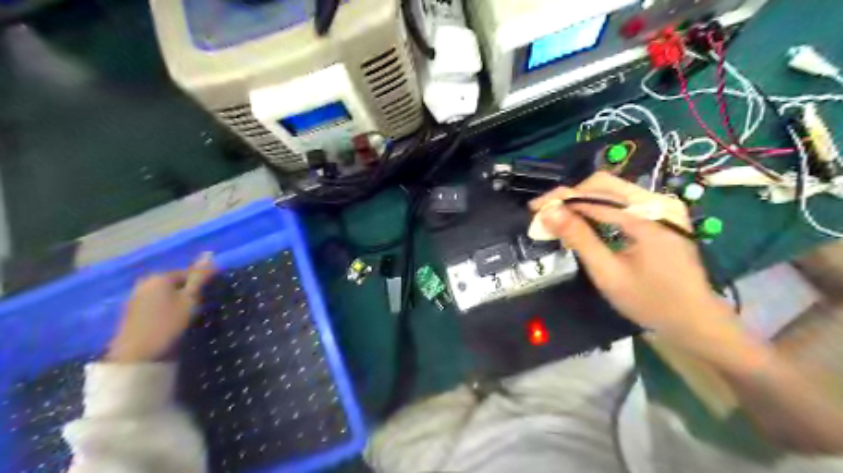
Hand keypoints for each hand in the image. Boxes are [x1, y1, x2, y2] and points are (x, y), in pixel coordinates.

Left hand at [105, 255, 213, 362]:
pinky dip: (165, 308)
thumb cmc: (168, 323)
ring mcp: (136, 296)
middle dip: (188, 291)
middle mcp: (145, 282)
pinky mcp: (132, 311)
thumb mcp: (190, 299)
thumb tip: (209, 254)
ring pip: (165, 293)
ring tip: (186, 315)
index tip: (208, 298)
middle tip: (198, 307)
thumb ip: (200, 277)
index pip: (188, 272)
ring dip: (177, 300)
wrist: (136, 354)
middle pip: (176, 282)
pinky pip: (156, 303)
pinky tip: (170, 320)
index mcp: (160, 276)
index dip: (201, 284)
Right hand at [528, 174, 734, 335]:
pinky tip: (584, 223)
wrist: (695, 321)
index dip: (559, 199)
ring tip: (560, 220)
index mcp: (648, 217)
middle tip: (547, 215)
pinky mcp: (661, 215)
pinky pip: (622, 202)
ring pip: (612, 191)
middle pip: (603, 184)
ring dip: (582, 202)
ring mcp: (663, 207)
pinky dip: (598, 210)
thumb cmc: (650, 302)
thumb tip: (549, 212)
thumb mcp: (608, 273)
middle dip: (570, 197)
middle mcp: (659, 202)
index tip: (533, 209)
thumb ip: (579, 238)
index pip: (593, 195)